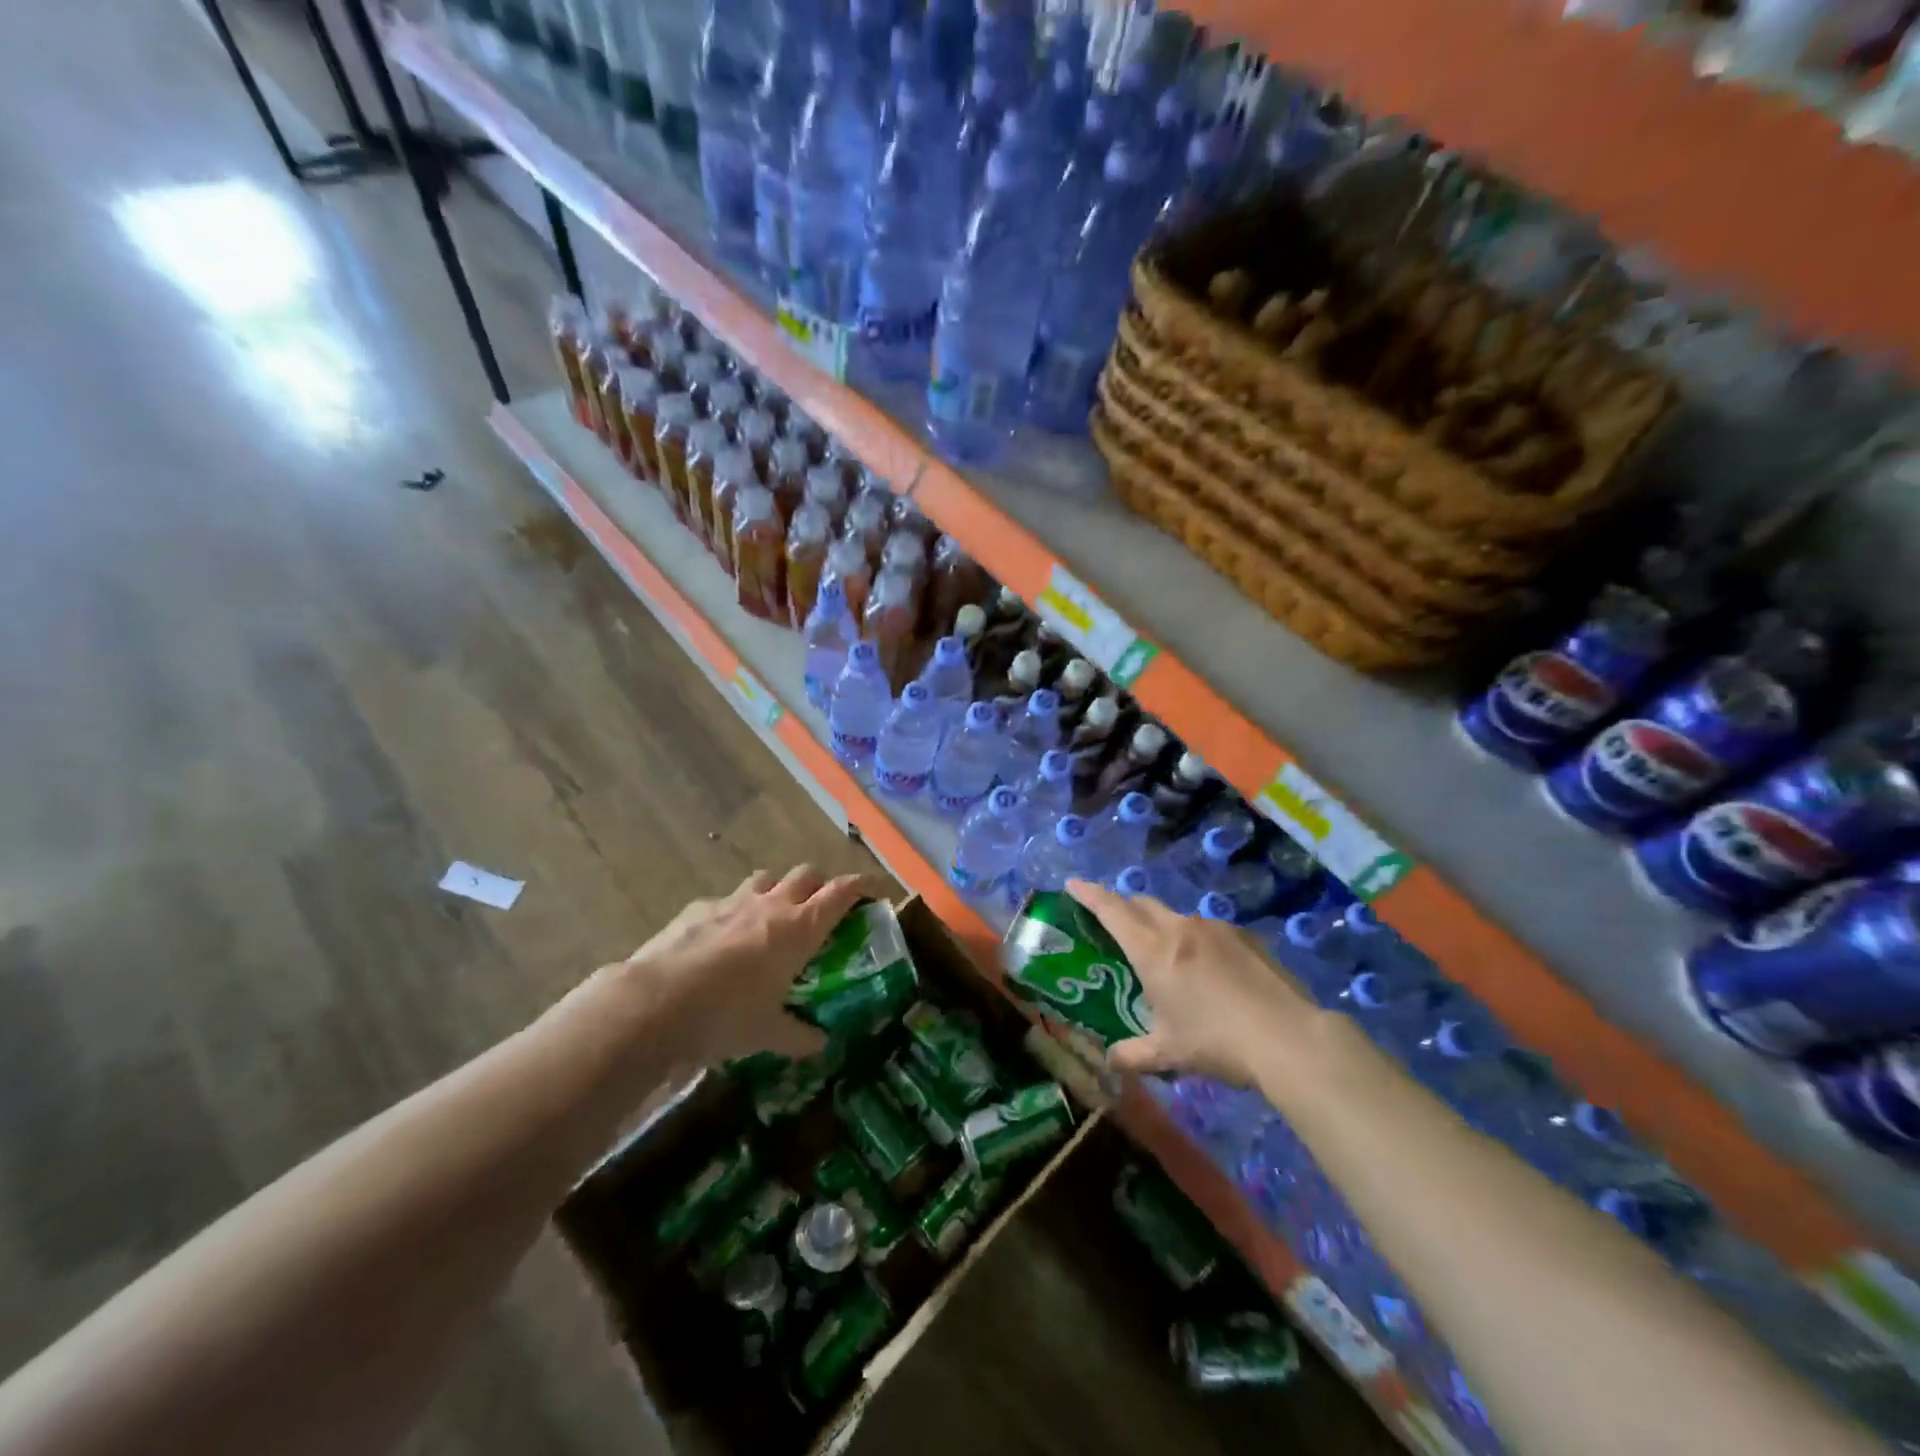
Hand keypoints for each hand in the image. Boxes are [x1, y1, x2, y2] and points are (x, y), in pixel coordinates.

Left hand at [610, 866, 869, 1066]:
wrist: (657, 1002)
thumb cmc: (728, 1016)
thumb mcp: (769, 1033)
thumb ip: (798, 1035)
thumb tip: (821, 1044)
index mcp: (800, 928)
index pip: (841, 892)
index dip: (860, 887)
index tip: (872, 890)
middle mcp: (772, 905)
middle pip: (806, 874)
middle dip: (818, 885)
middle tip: (819, 908)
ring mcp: (732, 902)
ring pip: (765, 878)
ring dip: (775, 891)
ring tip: (770, 917)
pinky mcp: (698, 908)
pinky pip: (724, 900)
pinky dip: (732, 912)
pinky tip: (720, 938)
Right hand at [1066, 879, 1321, 1086]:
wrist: (1289, 1038)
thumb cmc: (1216, 1042)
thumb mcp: (1169, 1054)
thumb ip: (1133, 1055)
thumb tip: (1111, 1061)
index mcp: (1152, 950)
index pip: (1111, 910)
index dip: (1088, 893)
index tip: (1072, 884)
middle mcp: (1179, 928)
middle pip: (1141, 904)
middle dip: (1123, 907)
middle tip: (1113, 924)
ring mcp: (1215, 929)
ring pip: (1176, 916)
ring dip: (1161, 926)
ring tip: (1166, 957)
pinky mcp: (1244, 937)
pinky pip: (1207, 930)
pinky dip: (1195, 941)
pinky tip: (1208, 971)